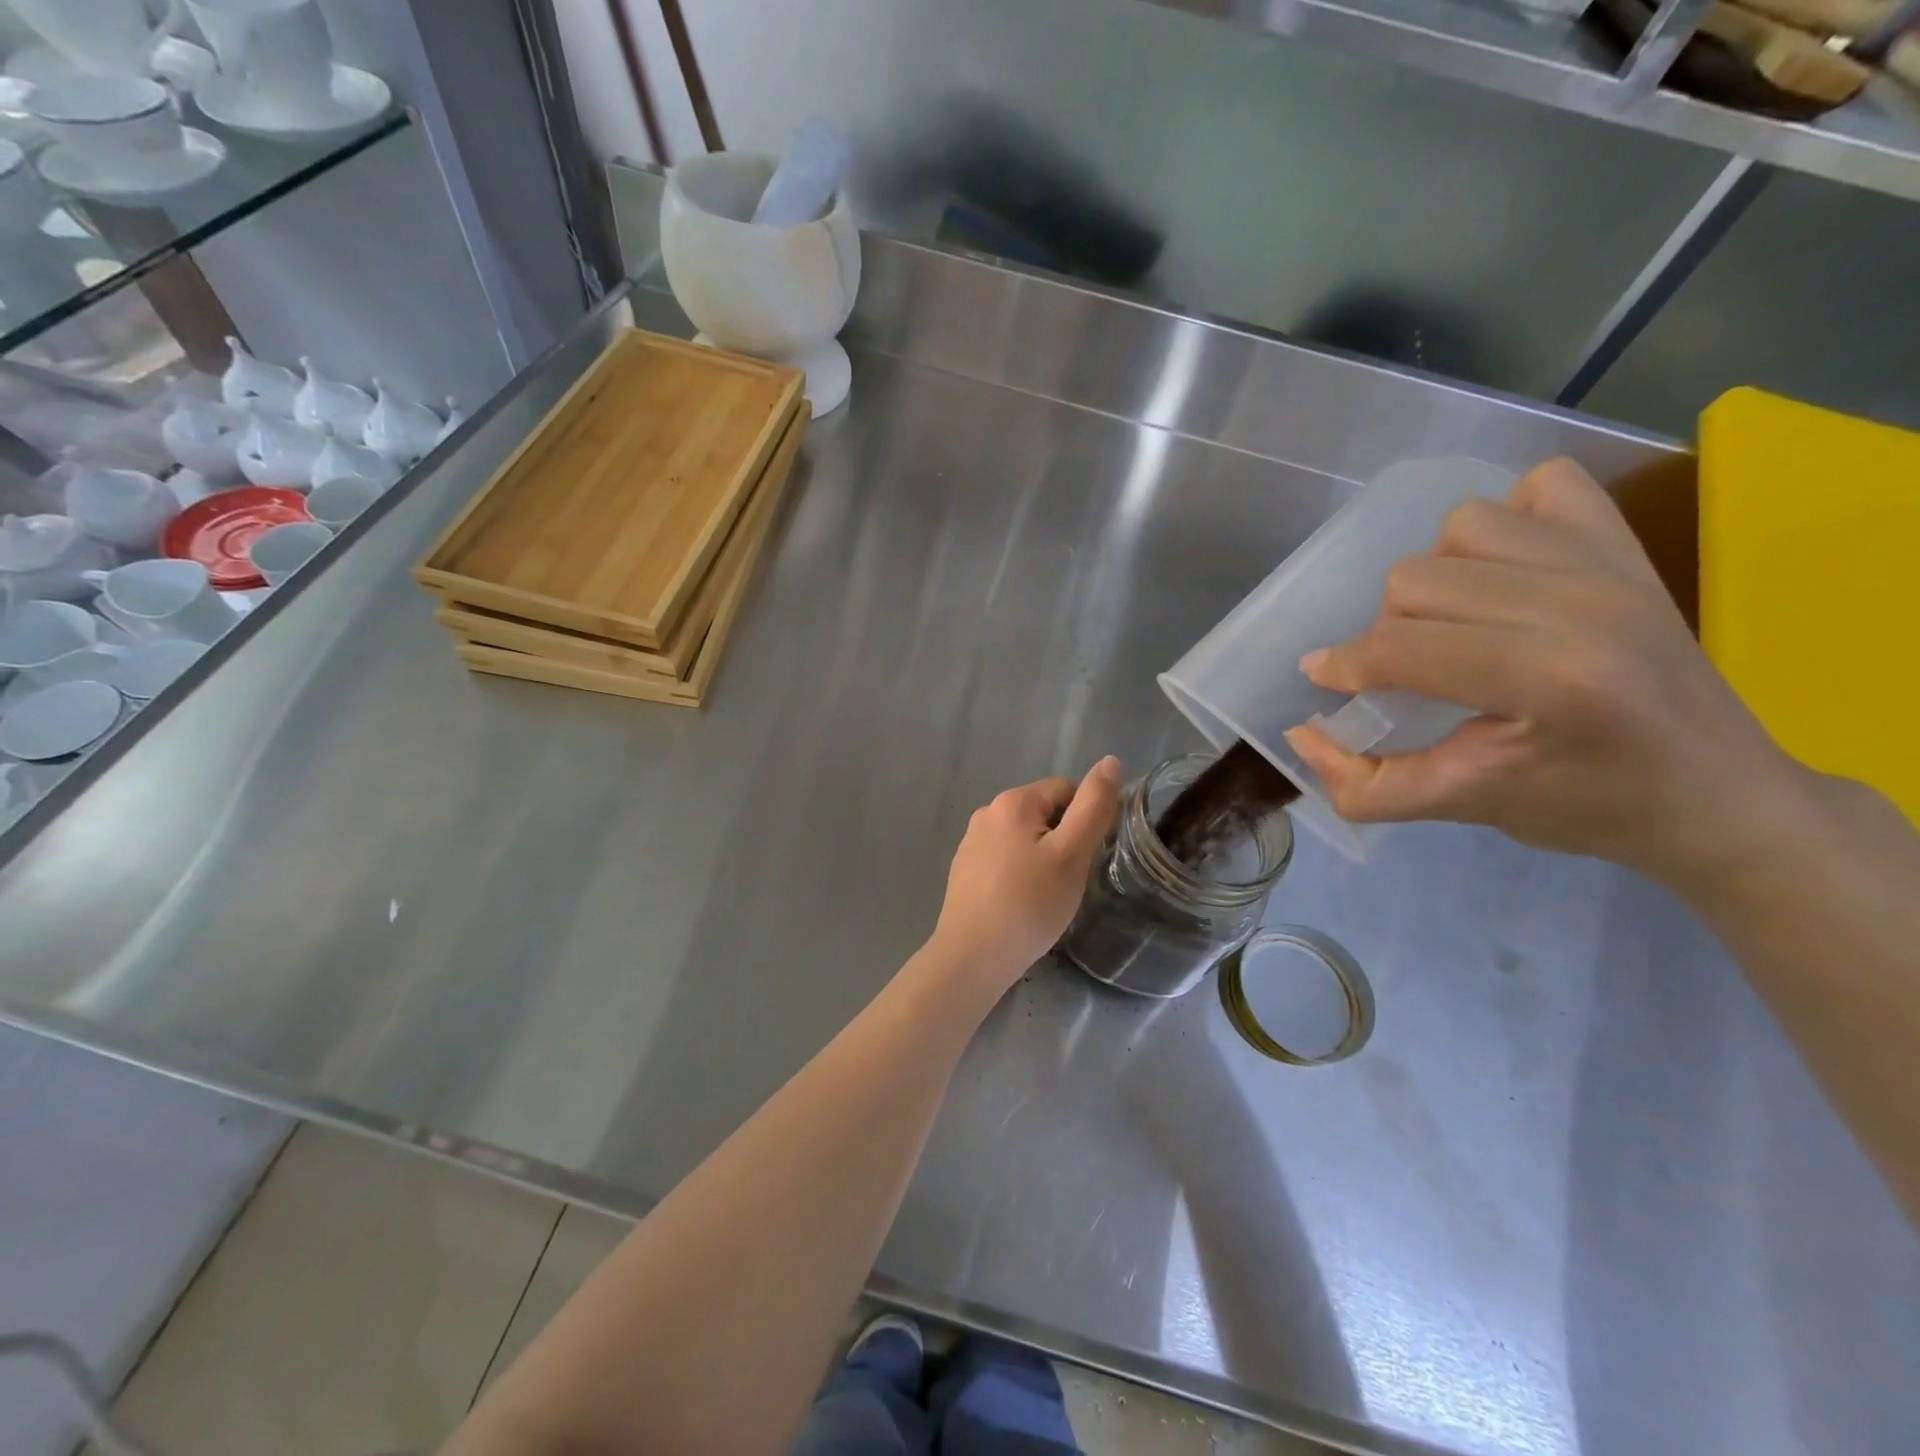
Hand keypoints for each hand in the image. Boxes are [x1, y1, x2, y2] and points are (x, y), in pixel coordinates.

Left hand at [930, 758, 1121, 993]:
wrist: (973, 956)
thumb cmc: (1029, 904)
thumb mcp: (1071, 854)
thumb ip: (1093, 807)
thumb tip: (1110, 761)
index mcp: (1013, 801)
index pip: (1066, 790)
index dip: (1084, 822)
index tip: (1083, 859)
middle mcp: (986, 813)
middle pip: (1044, 814)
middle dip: (1062, 842)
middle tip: (1066, 881)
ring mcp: (971, 842)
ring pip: (1025, 839)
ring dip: (1042, 859)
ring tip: (1045, 896)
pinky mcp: (964, 869)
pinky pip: (1005, 860)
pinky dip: (1019, 875)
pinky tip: (1021, 905)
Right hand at [1283, 457, 1805, 888]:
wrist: (1718, 795)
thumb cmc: (1587, 809)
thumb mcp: (1463, 809)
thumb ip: (1365, 784)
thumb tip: (1301, 735)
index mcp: (1548, 678)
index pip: (1401, 646)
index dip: (1345, 665)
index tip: (1327, 683)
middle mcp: (1580, 603)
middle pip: (1416, 580)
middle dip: (1388, 631)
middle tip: (1408, 672)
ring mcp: (1610, 563)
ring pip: (1462, 526)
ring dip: (1436, 576)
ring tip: (1453, 622)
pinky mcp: (1627, 545)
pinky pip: (1541, 487)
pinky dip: (1505, 521)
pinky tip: (1503, 573)